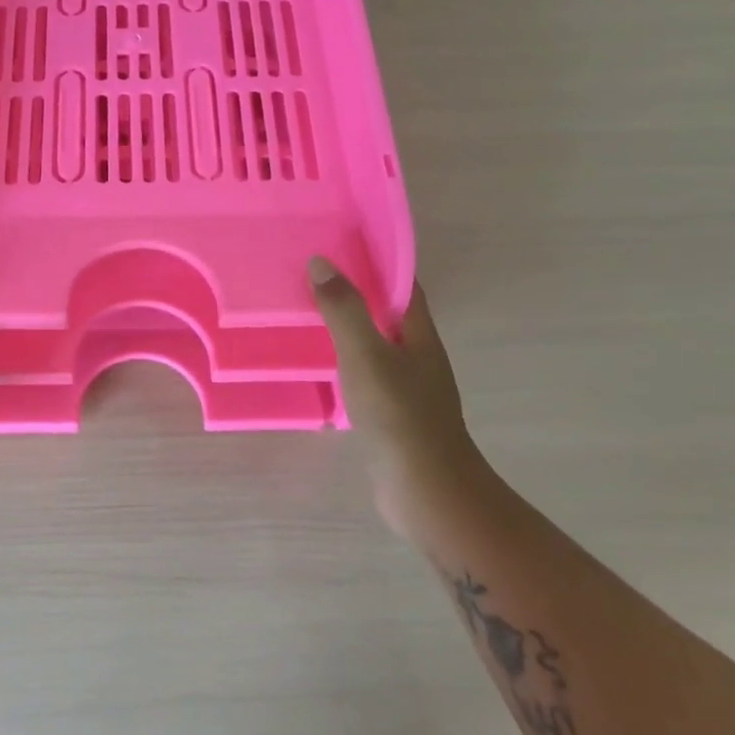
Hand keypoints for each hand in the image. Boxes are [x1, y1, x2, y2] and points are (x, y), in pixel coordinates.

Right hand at [309, 258, 483, 539]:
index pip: (402, 285)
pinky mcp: (393, 414)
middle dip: (357, 292)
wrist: (426, 490)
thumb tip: (321, 262)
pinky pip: (367, 374)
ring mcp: (408, 387)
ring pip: (376, 344)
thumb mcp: (366, 355)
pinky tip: (321, 365)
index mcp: (419, 334)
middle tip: (314, 276)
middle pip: (388, 313)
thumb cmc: (399, 415)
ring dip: (349, 327)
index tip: (341, 244)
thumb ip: (344, 310)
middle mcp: (418, 356)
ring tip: (308, 314)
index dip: (377, 262)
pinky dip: (345, 361)